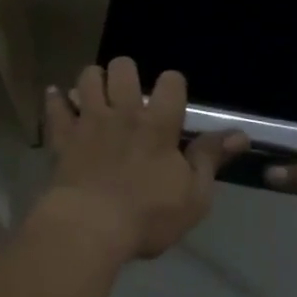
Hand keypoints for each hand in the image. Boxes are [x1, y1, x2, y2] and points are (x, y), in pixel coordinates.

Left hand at [40, 58, 247, 259]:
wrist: (88, 228)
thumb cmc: (147, 216)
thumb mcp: (193, 196)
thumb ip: (210, 159)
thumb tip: (240, 135)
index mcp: (158, 125)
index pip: (171, 82)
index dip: (173, 85)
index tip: (172, 100)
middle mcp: (123, 113)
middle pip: (123, 67)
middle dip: (127, 73)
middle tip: (129, 95)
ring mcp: (89, 121)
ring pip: (88, 78)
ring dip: (93, 81)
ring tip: (97, 95)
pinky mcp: (62, 136)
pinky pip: (56, 106)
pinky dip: (56, 99)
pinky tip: (58, 97)